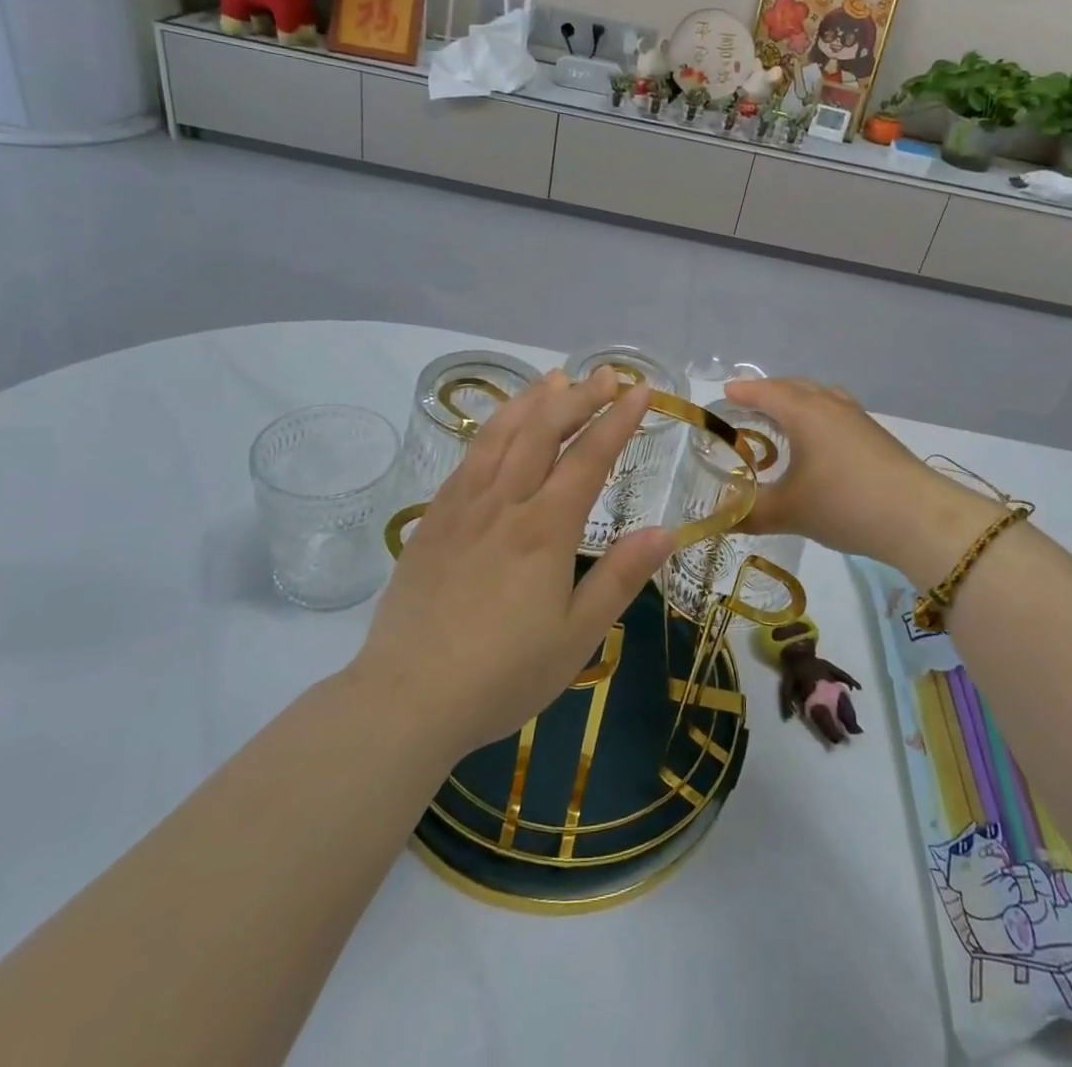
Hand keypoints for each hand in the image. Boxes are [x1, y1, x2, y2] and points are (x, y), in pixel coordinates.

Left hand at [353, 369, 675, 760]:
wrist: (407, 697)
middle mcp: (504, 504)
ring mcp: (462, 507)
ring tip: (554, 378)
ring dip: (532, 401)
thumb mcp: (577, 637)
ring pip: (500, 434)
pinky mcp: (433, 519)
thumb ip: (620, 578)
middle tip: (606, 374)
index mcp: (545, 529)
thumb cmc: (503, 675)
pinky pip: (467, 458)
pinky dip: (491, 429)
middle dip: (579, 396)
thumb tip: (665, 532)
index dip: (617, 420)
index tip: (639, 390)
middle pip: (543, 431)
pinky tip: (500, 426)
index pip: (589, 458)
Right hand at [724, 376, 999, 580]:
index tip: (723, 395)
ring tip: (781, 421)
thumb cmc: (843, 503)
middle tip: (746, 407)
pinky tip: (817, 444)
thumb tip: (718, 519)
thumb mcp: (788, 512)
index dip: (742, 393)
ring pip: (819, 397)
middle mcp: (829, 405)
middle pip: (793, 387)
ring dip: (796, 402)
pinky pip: (835, 412)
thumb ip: (748, 513)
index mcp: (803, 411)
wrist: (918, 518)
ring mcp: (857, 418)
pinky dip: (817, 416)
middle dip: (767, 393)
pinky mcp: (875, 436)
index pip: (764, 392)